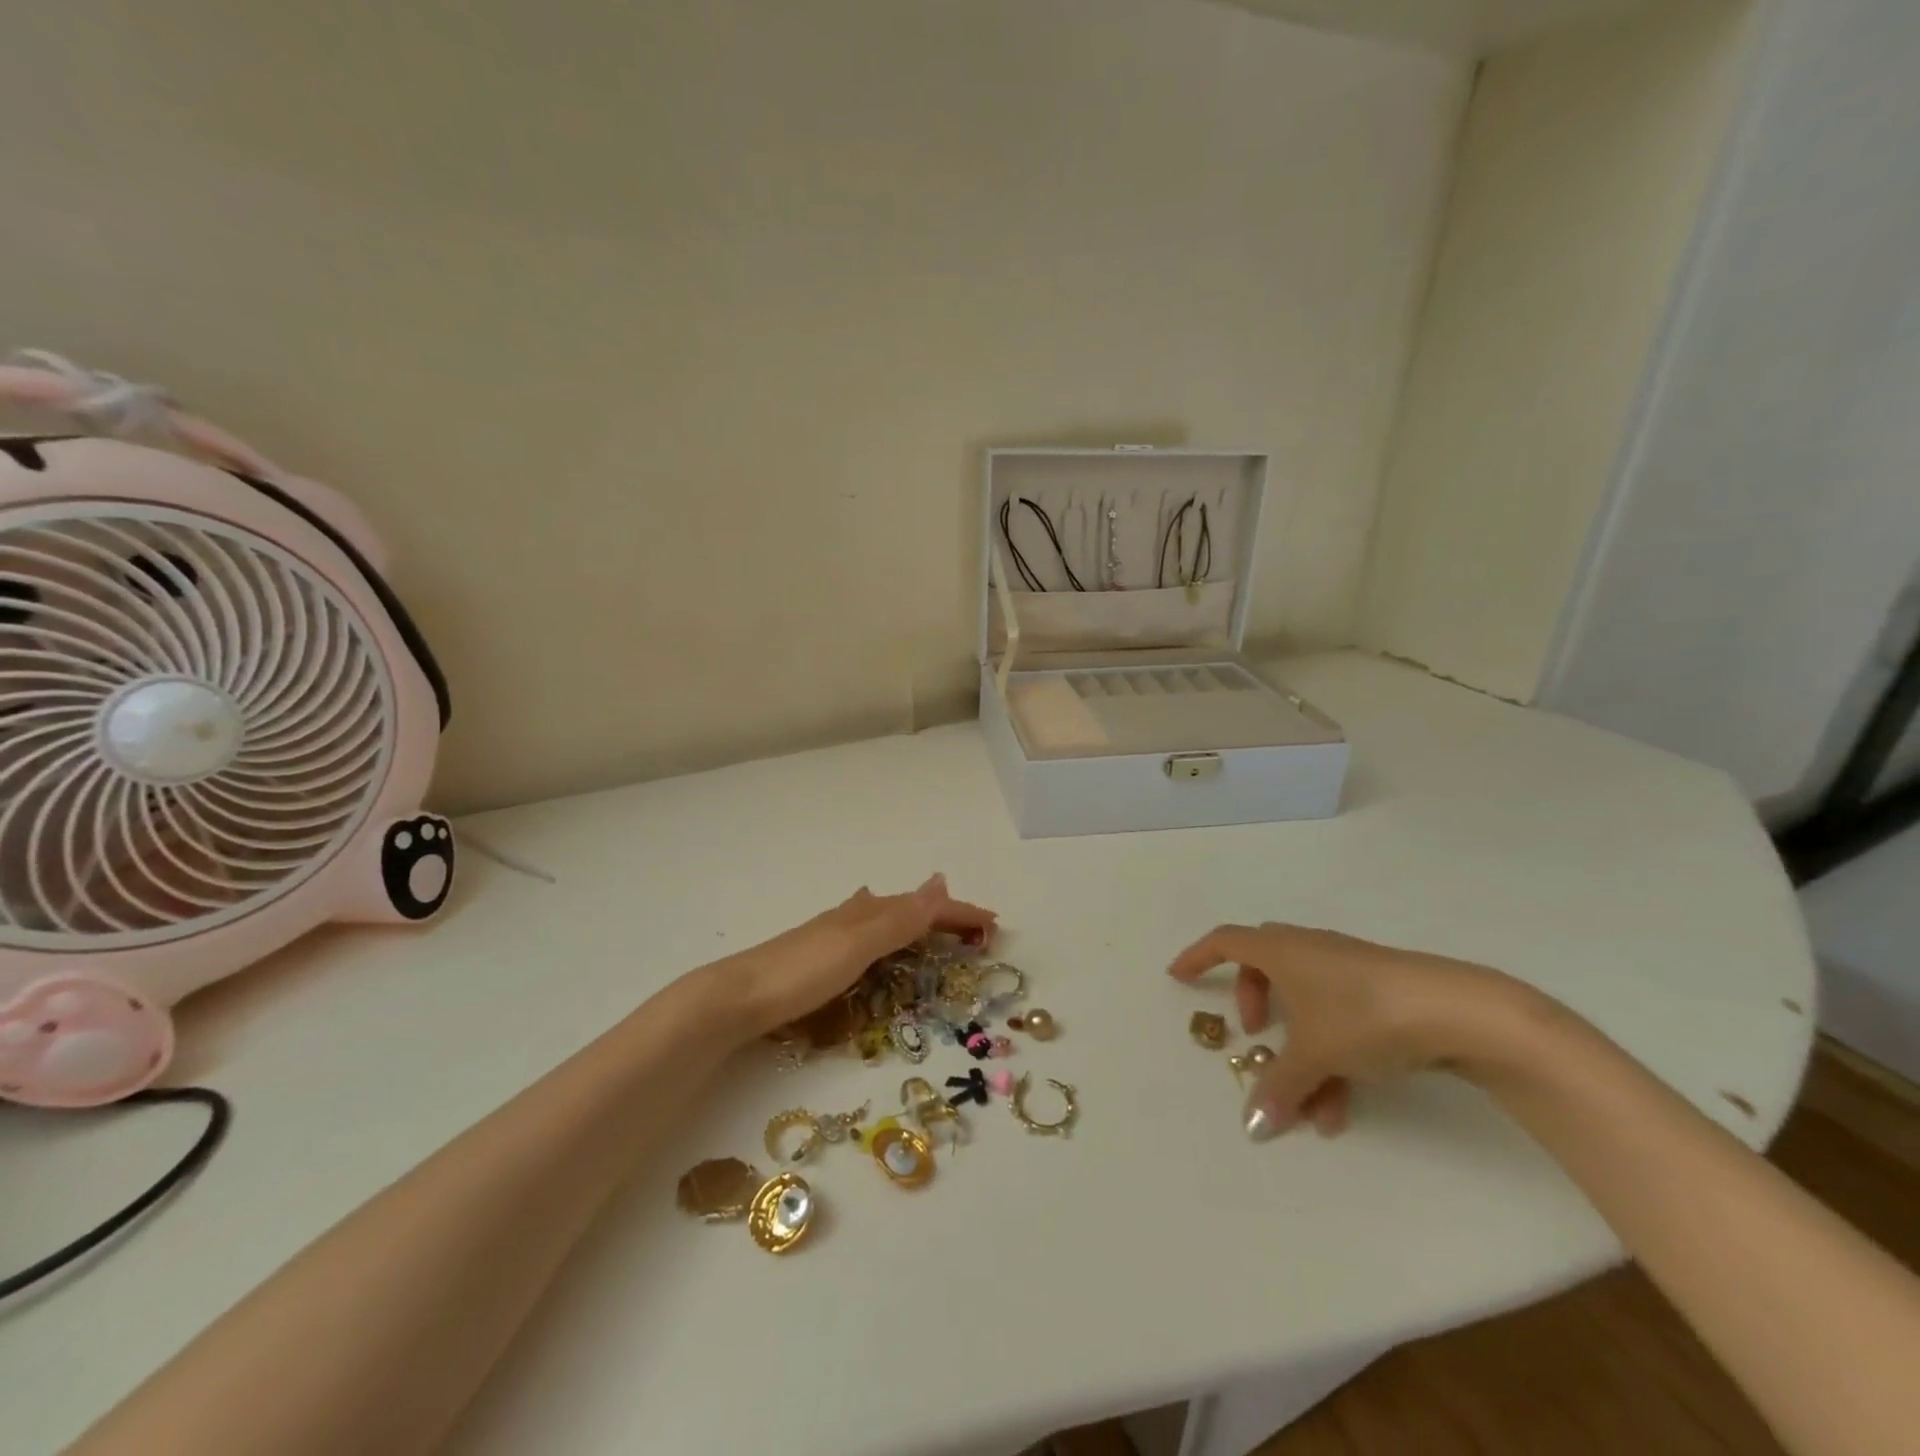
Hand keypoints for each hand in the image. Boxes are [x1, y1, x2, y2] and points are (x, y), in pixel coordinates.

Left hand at [718, 874, 995, 1041]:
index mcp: (865, 913)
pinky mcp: (815, 960)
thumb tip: (941, 880)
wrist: (732, 999)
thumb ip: (899, 919)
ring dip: (913, 920)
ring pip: (883, 919)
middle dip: (939, 914)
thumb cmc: (800, 972)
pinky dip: (884, 934)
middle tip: (970, 927)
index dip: (959, 913)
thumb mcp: (857, 945)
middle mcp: (850, 917)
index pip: (923, 906)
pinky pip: (865, 937)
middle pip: (905, 908)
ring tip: (929, 922)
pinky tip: (869, 939)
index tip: (993, 924)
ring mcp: (830, 937)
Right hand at [1169, 922, 1518, 1141]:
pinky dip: (1329, 1053)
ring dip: (1298, 1049)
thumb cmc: (1364, 1015)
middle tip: (1253, 1037)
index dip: (1198, 957)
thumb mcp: (1315, 1054)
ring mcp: (1346, 968)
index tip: (1178, 978)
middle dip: (1253, 1003)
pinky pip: (1335, 1016)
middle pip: (1264, 967)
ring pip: (1304, 1002)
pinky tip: (1343, 1104)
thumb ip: (1279, 1086)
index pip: (1225, 941)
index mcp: (1281, 950)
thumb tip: (1253, 1124)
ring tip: (1309, 1103)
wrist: (1458, 1012)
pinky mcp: (1379, 989)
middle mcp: (1308, 950)